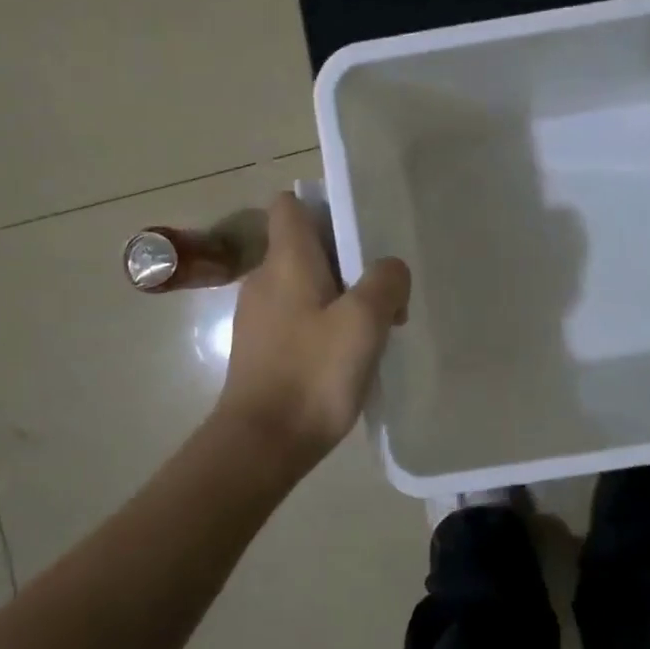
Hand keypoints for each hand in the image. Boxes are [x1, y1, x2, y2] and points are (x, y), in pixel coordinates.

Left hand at [216, 192, 410, 464]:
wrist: (262, 443)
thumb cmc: (313, 373)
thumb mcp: (364, 321)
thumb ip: (385, 282)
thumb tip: (390, 270)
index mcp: (285, 260)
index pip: (290, 205)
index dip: (324, 206)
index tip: (359, 229)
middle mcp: (265, 279)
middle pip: (305, 246)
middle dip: (348, 258)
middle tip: (384, 288)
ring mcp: (259, 316)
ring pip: (305, 284)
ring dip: (341, 295)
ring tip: (375, 326)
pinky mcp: (262, 348)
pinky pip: (298, 317)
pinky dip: (324, 323)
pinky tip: (350, 355)